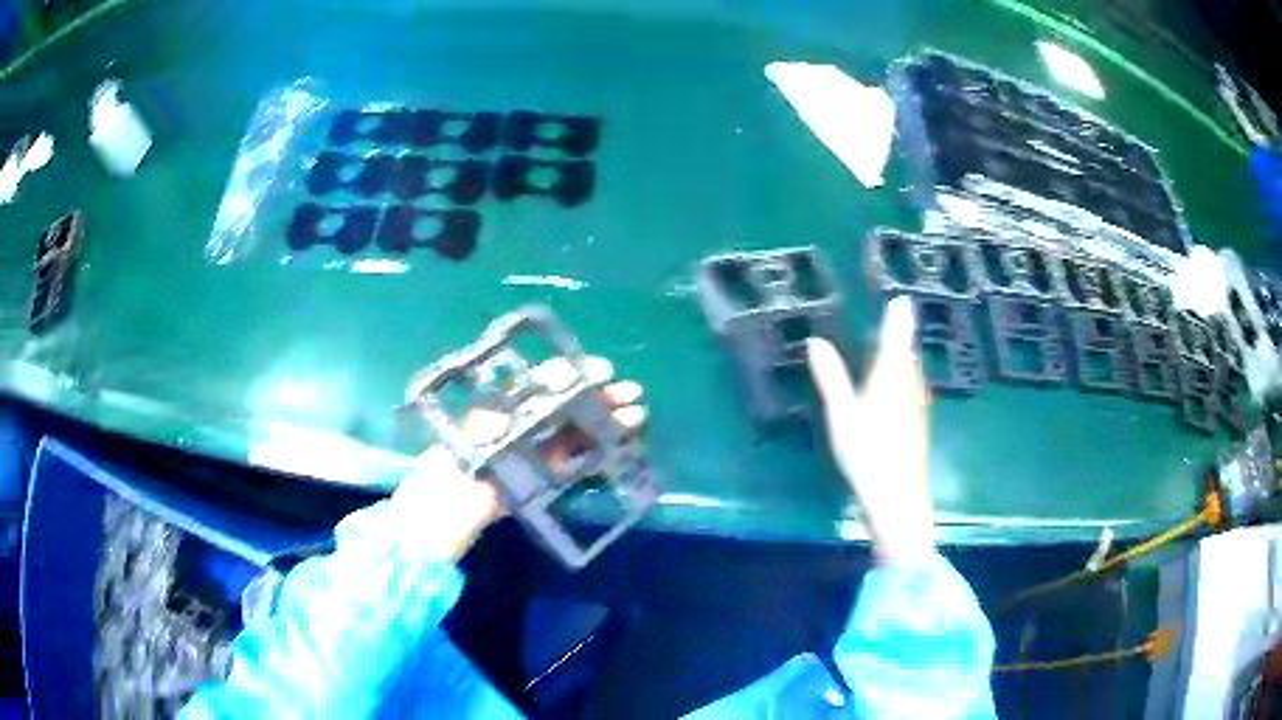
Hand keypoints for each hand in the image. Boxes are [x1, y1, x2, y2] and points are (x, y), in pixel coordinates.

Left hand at [393, 356, 646, 562]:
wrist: (451, 504)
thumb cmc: (468, 455)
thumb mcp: (495, 420)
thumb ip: (530, 398)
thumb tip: (565, 374)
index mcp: (511, 401)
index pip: (551, 379)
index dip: (579, 373)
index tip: (606, 371)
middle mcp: (526, 420)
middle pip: (570, 403)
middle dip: (601, 397)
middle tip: (633, 394)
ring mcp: (536, 448)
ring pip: (578, 429)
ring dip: (605, 422)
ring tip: (635, 417)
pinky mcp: (544, 474)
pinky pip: (576, 458)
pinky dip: (597, 450)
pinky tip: (618, 444)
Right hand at [807, 296, 935, 565]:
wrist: (897, 496)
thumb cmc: (867, 452)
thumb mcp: (842, 413)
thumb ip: (830, 377)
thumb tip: (816, 341)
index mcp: (890, 376)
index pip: (895, 337)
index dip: (897, 317)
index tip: (901, 298)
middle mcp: (909, 384)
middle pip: (907, 352)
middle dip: (902, 333)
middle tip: (897, 314)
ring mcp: (917, 404)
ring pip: (912, 370)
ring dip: (904, 354)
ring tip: (896, 343)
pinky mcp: (918, 422)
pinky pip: (912, 387)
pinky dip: (905, 375)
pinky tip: (898, 386)